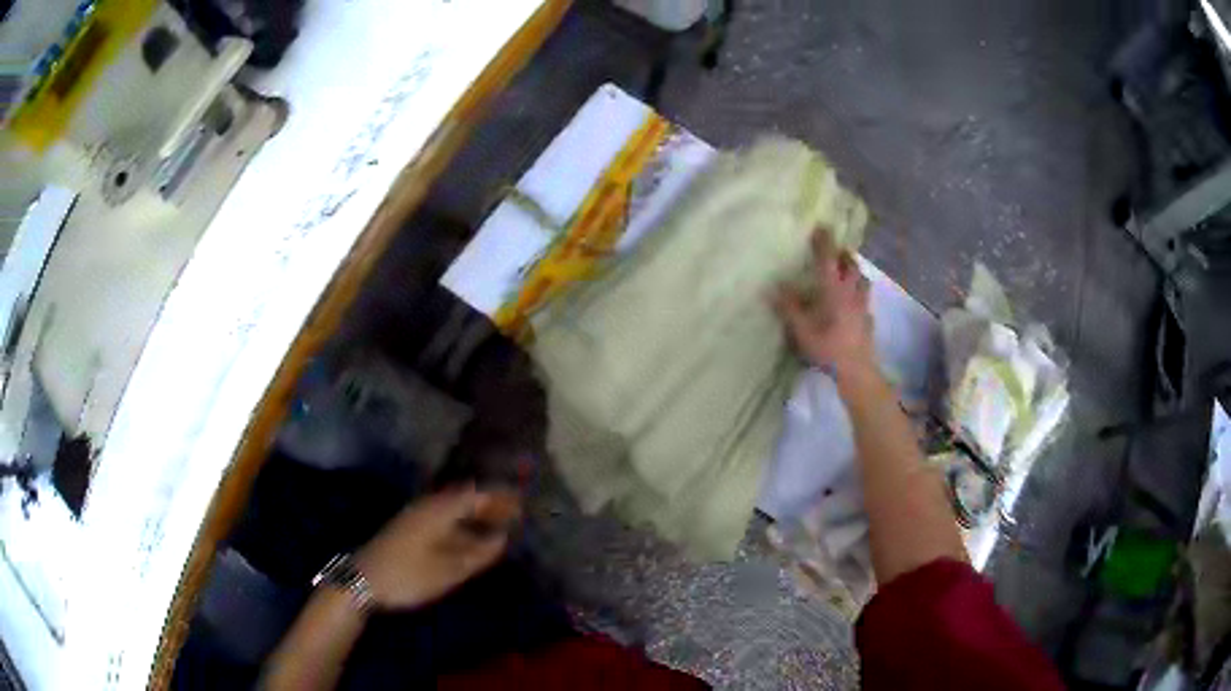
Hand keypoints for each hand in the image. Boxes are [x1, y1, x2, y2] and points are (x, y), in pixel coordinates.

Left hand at [355, 486, 519, 609]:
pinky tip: (470, 537)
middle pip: (465, 498)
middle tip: (515, 513)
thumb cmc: (408, 574)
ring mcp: (417, 516)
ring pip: (454, 508)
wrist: (363, 580)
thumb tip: (502, 539)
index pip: (476, 495)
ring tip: (498, 525)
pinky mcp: (410, 529)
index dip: (500, 497)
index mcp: (439, 510)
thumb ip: (478, 554)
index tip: (523, 501)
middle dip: (490, 504)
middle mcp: (428, 506)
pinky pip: (444, 518)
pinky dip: (462, 523)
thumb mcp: (448, 570)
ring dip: (476, 514)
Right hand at [774, 229, 874, 375]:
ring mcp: (863, 307)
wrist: (856, 371)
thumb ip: (789, 307)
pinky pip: (866, 302)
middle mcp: (851, 293)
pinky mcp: (868, 321)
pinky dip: (861, 296)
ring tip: (849, 273)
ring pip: (863, 281)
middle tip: (838, 250)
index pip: (828, 259)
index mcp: (833, 291)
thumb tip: (773, 287)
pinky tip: (855, 304)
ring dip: (856, 272)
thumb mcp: (801, 330)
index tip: (820, 227)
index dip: (824, 242)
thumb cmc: (827, 348)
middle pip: (852, 266)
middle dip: (845, 255)